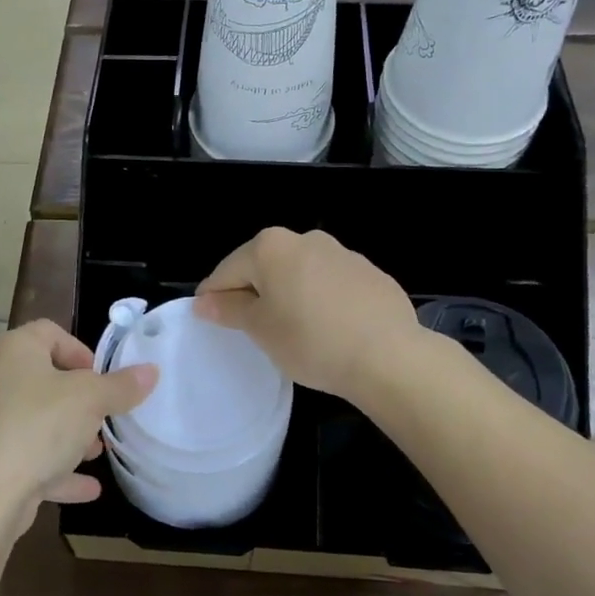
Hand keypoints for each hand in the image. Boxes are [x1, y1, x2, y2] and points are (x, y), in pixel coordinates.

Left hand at [0, 320, 156, 541]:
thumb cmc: (37, 428)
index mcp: (15, 351)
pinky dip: (55, 471)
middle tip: (104, 419)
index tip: (102, 378)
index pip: (49, 332)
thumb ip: (122, 386)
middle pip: (44, 380)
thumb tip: (151, 370)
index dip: (80, 350)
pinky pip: (26, 459)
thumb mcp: (90, 401)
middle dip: (79, 401)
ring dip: (69, 437)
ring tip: (97, 454)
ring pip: (36, 423)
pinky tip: (87, 490)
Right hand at [193, 228, 419, 404]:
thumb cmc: (311, 340)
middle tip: (252, 330)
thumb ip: (229, 309)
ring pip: (299, 273)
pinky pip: (331, 284)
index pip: (228, 270)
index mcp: (271, 247)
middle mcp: (305, 239)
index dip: (214, 296)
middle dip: (253, 293)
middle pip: (264, 265)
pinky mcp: (369, 273)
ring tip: (294, 331)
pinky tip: (329, 329)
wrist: (389, 356)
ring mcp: (342, 253)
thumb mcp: (261, 329)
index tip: (209, 320)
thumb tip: (205, 300)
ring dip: (288, 295)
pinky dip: (321, 300)